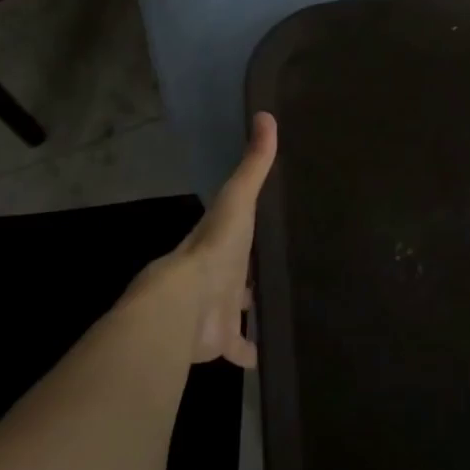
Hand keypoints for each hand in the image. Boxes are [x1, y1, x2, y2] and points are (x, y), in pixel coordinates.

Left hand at [167, 112, 277, 367]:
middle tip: (283, 266)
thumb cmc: (214, 249)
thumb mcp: (238, 199)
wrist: (183, 307)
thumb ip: (254, 163)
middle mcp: (217, 275)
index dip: (250, 227)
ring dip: (253, 310)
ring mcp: (217, 310)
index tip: (271, 223)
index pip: (236, 230)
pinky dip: (255, 352)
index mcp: (219, 241)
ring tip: (285, 307)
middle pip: (237, 271)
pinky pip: (241, 348)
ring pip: (238, 310)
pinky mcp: (221, 342)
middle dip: (252, 270)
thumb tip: (266, 113)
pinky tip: (274, 355)